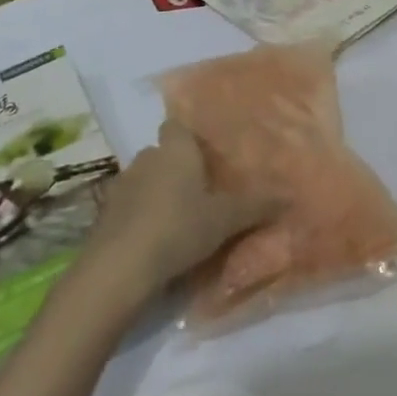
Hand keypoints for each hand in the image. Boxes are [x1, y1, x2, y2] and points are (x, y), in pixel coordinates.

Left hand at [85, 123, 275, 300]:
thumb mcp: (225, 219)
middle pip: (164, 153)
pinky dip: (143, 217)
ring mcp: (121, 187)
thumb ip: (257, 206)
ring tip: (183, 216)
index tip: (209, 152)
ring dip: (159, 193)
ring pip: (146, 180)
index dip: (191, 135)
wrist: (116, 270)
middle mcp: (146, 158)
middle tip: (204, 188)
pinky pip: (131, 207)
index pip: (178, 125)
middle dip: (179, 167)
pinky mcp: (105, 217)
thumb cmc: (177, 228)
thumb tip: (291, 196)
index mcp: (175, 149)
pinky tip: (158, 240)